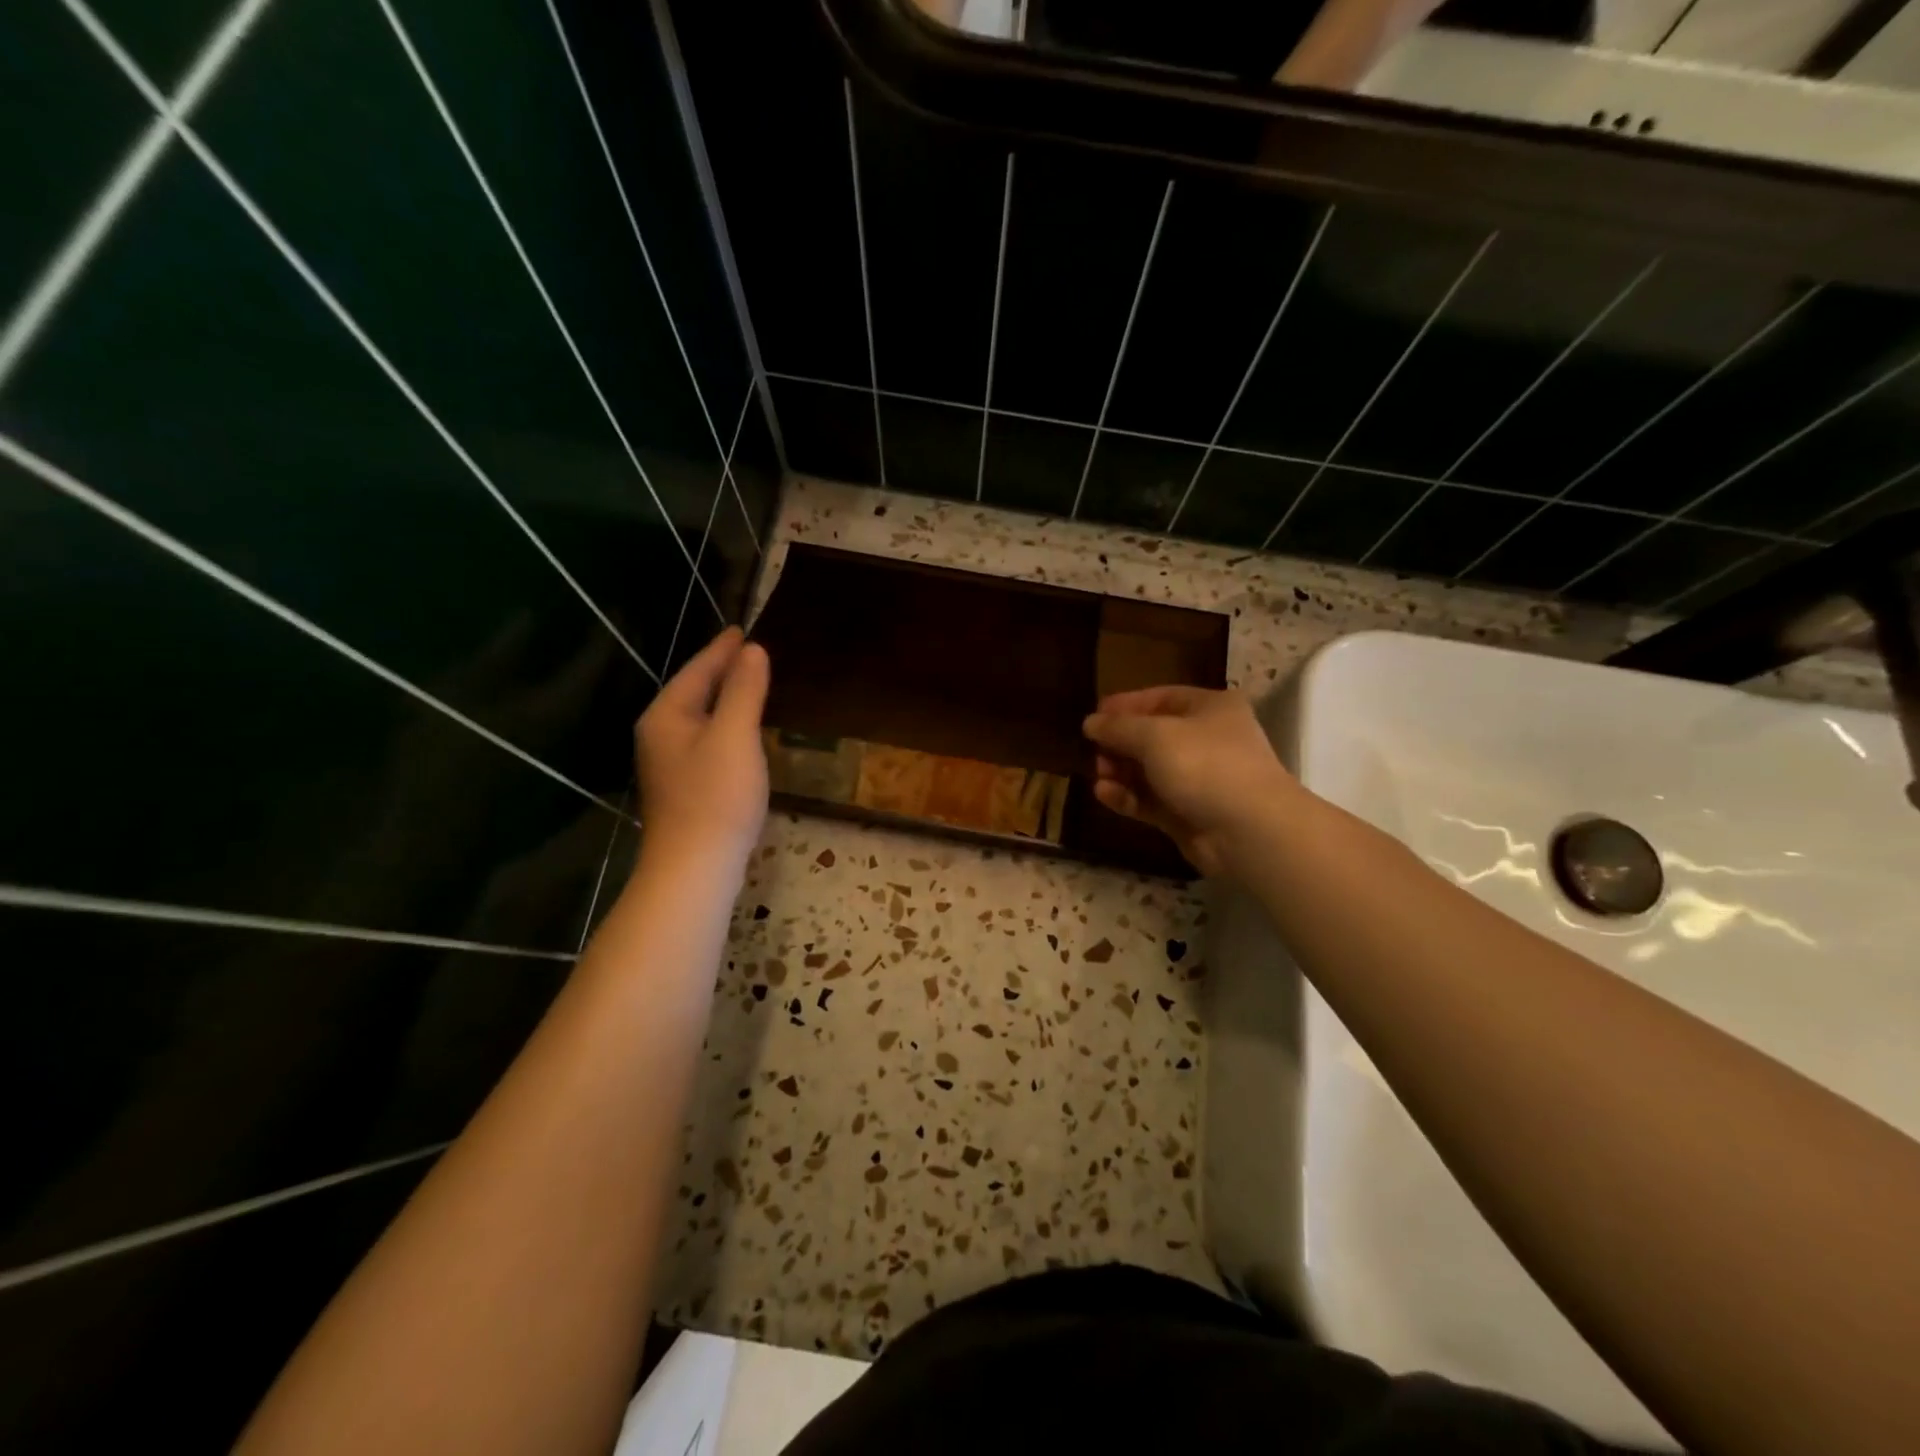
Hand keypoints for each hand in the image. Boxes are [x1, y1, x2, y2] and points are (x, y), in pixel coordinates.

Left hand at [634, 627, 770, 875]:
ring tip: (750, 682)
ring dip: (724, 698)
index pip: (697, 670)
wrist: (695, 867)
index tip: (742, 630)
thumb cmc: (716, 796)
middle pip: (694, 691)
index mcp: (667, 715)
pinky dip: (725, 725)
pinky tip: (742, 731)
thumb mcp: (735, 736)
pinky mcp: (684, 786)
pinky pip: (706, 739)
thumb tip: (753, 650)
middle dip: (721, 670)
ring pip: (699, 717)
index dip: (722, 649)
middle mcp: (660, 734)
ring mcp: (669, 763)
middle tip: (750, 652)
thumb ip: (744, 690)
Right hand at [1083, 686, 1296, 876]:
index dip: (1125, 705)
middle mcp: (1206, 740)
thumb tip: (1091, 722)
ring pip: (1149, 770)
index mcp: (1210, 708)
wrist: (1248, 831)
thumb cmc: (1204, 765)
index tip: (1094, 716)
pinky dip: (1128, 796)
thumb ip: (1118, 727)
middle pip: (1152, 736)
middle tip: (1093, 751)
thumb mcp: (1154, 736)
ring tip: (1099, 775)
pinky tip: (1104, 794)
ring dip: (1121, 771)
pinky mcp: (1188, 813)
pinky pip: (1151, 799)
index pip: (1160, 698)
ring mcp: (1199, 779)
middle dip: (1119, 743)